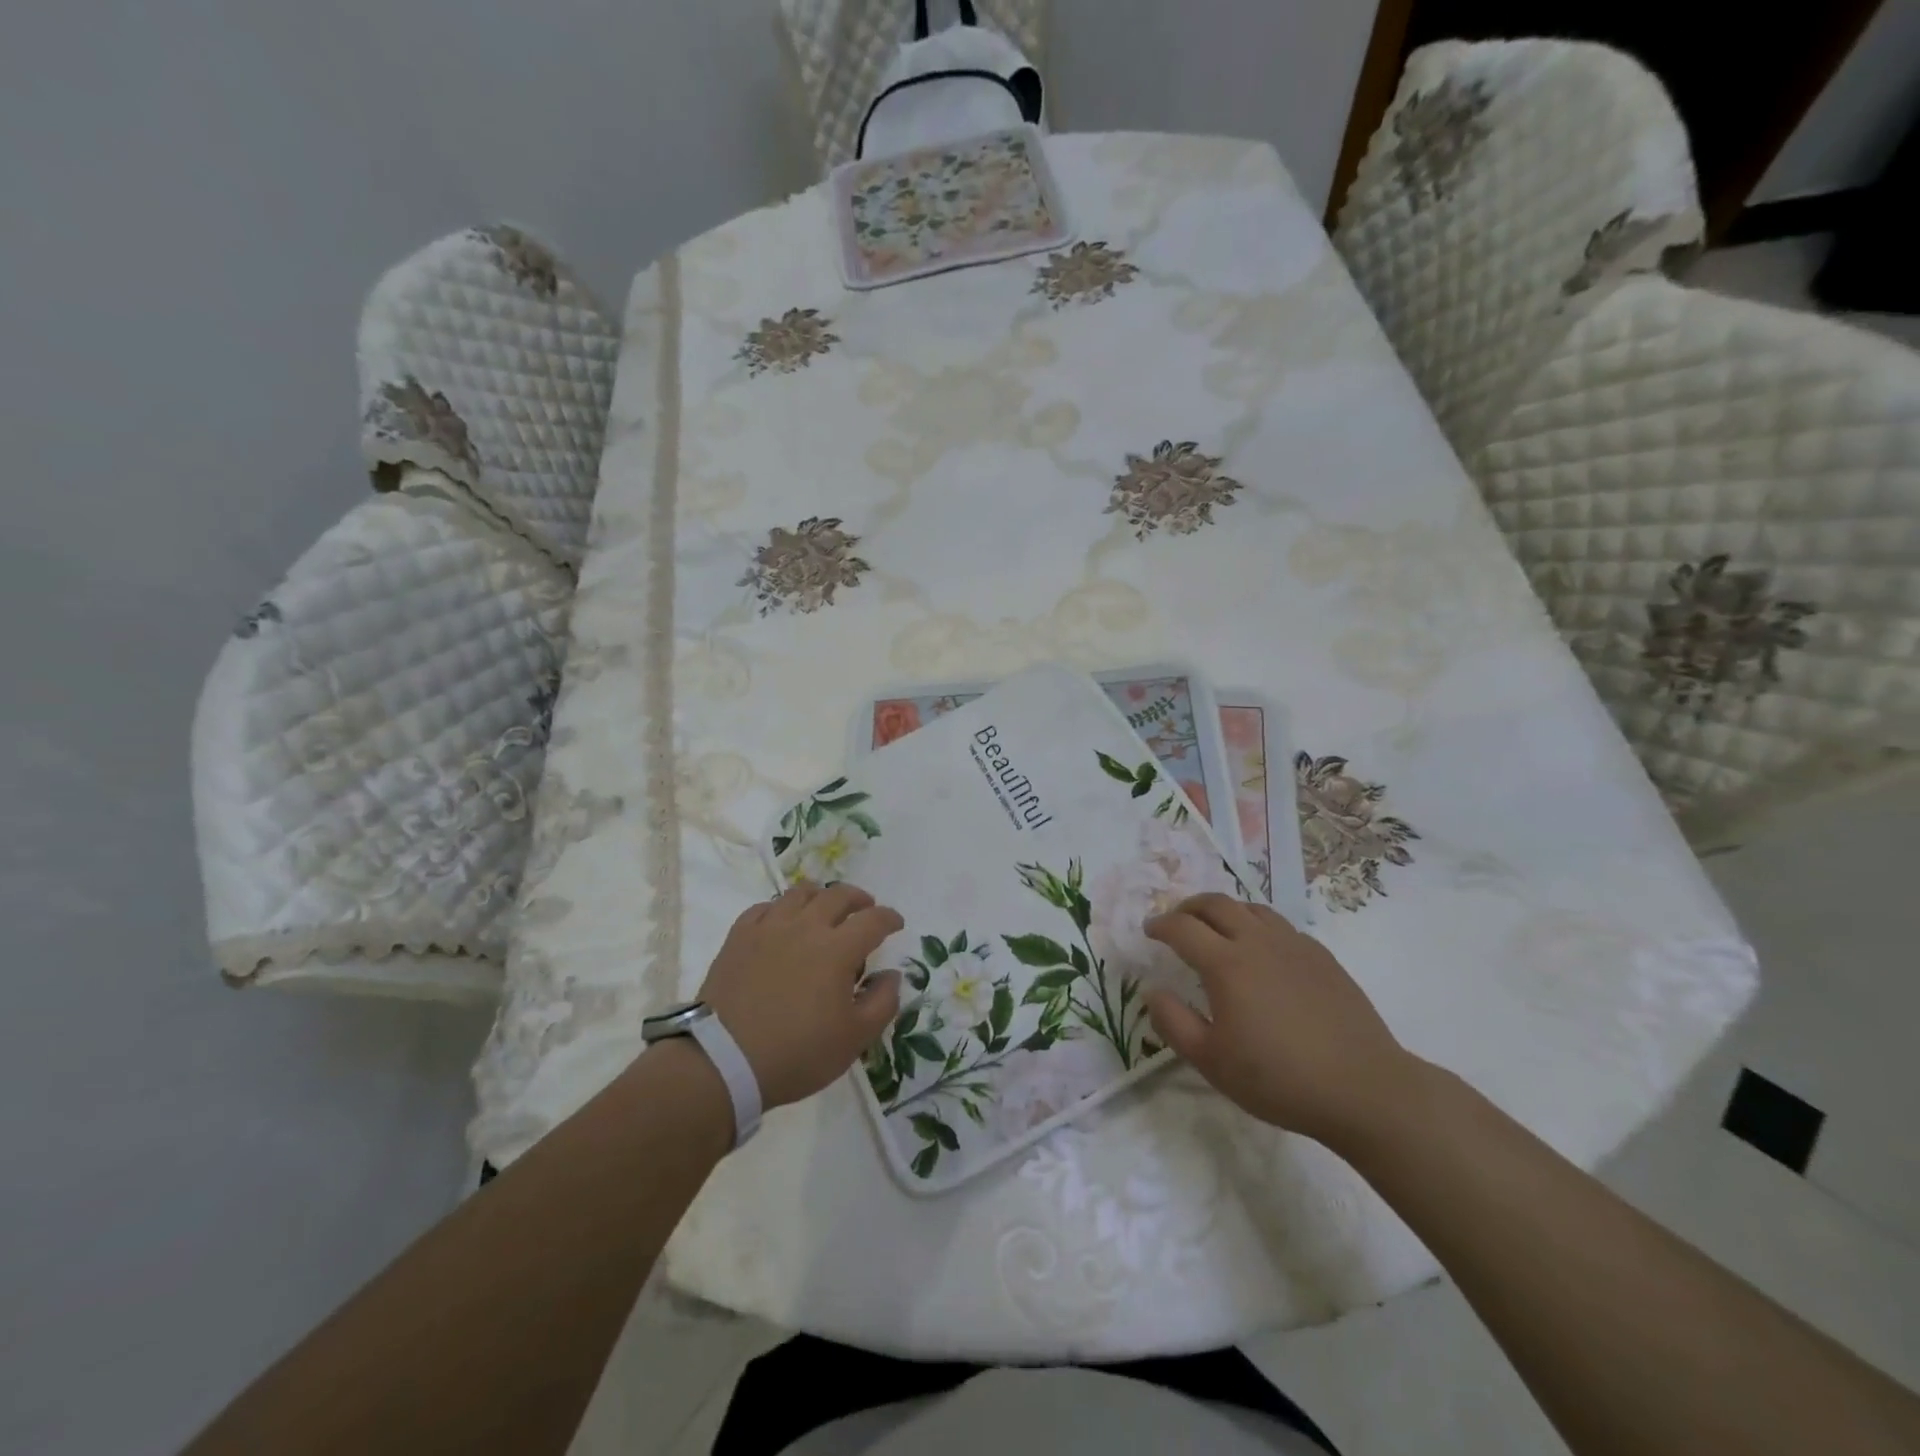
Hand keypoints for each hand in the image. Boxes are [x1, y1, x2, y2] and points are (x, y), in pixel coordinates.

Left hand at [695, 884, 903, 1109]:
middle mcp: (805, 927)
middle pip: (838, 895)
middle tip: (865, 909)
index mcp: (837, 949)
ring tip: (824, 909)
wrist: (723, 1062)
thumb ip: (882, 1002)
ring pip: (800, 893)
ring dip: (820, 896)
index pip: (873, 920)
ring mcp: (769, 928)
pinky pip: (764, 907)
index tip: (896, 924)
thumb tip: (891, 974)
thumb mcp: (854, 1039)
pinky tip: (782, 922)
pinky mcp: (739, 937)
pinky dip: (781, 908)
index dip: (890, 918)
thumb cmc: (797, 1053)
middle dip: (859, 899)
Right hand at [1144, 893, 1422, 1149]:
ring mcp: (1294, 945)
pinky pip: (1280, 926)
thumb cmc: (1278, 1079)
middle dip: (1188, 907)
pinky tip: (1261, 951)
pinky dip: (1257, 926)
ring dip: (1224, 911)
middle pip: (1216, 904)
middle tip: (1176, 921)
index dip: (1160, 925)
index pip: (1182, 928)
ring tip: (1216, 929)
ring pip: (1250, 908)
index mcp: (1226, 963)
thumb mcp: (1211, 1061)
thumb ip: (1173, 1022)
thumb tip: (1153, 991)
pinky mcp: (1321, 957)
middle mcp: (1257, 942)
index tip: (1149, 931)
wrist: (1363, 1089)